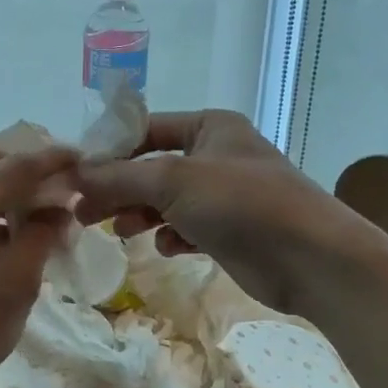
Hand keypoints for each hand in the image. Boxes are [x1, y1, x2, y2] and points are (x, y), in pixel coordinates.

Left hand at [0, 143, 76, 387]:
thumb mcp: (19, 282)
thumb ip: (42, 233)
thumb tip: (60, 207)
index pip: (18, 165)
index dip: (52, 159)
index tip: (81, 158)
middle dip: (25, 165)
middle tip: (58, 183)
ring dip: (2, 181)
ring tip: (35, 205)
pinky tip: (4, 224)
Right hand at [74, 110, 387, 315]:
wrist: (312, 259)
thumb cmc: (243, 204)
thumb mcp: (174, 182)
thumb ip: (120, 176)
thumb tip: (75, 175)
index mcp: (209, 127)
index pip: (145, 130)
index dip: (109, 151)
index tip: (76, 177)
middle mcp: (215, 155)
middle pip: (151, 167)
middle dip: (119, 189)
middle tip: (84, 212)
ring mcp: (223, 194)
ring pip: (165, 200)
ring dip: (140, 214)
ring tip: (119, 232)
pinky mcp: (229, 230)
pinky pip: (186, 227)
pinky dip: (171, 235)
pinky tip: (168, 248)